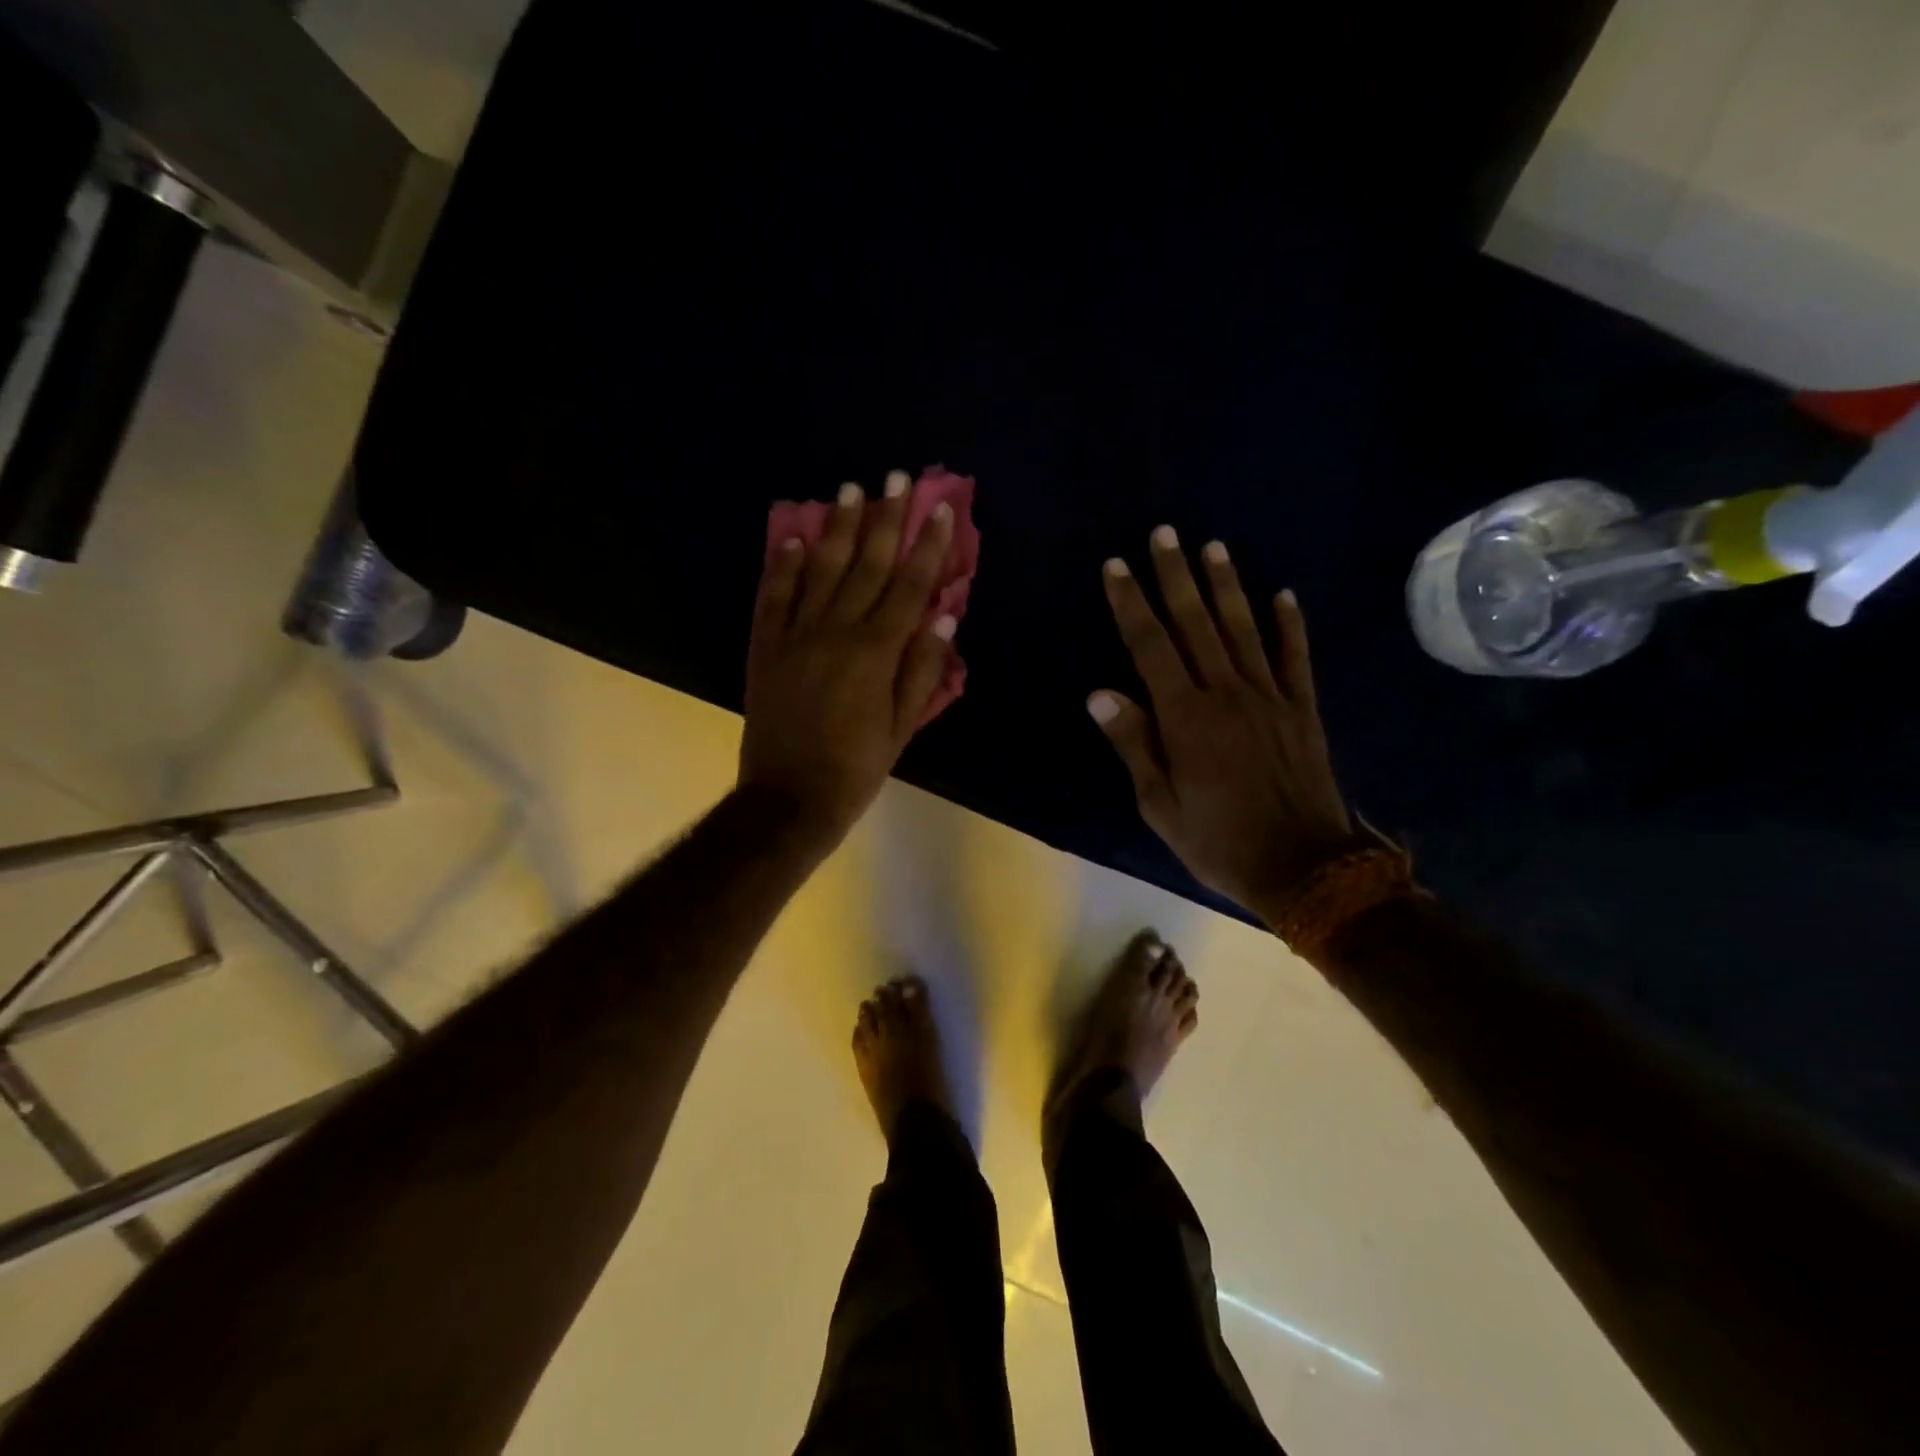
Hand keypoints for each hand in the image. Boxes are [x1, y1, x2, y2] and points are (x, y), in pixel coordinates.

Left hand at [740, 471, 956, 844]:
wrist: (789, 798)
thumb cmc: (856, 768)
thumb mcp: (903, 727)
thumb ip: (923, 669)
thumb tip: (943, 615)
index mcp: (875, 652)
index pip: (909, 587)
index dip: (927, 546)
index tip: (940, 509)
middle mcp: (836, 631)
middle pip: (867, 565)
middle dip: (887, 519)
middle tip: (898, 477)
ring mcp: (795, 635)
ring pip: (821, 570)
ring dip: (838, 528)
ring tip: (852, 489)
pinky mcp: (765, 647)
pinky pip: (774, 597)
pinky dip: (782, 565)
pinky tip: (793, 538)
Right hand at [1089, 527, 1358, 919]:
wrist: (1304, 866)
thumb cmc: (1217, 840)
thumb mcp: (1159, 804)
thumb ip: (1133, 744)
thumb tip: (1100, 693)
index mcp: (1185, 718)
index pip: (1151, 646)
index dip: (1132, 604)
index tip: (1118, 566)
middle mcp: (1227, 693)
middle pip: (1196, 624)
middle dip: (1176, 576)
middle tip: (1163, 534)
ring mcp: (1270, 697)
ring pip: (1243, 629)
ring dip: (1226, 585)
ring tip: (1212, 546)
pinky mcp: (1302, 709)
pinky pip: (1296, 657)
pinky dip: (1290, 624)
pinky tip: (1283, 594)